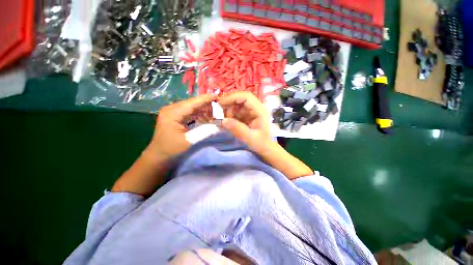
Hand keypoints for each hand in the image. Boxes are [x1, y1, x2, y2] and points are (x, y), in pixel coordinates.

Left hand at [146, 94, 216, 161]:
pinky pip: (189, 112)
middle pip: (192, 103)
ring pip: (191, 107)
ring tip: (215, 110)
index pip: (192, 103)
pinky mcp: (175, 116)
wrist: (158, 156)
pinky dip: (199, 113)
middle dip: (206, 103)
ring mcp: (172, 112)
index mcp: (172, 113)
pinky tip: (207, 115)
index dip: (205, 99)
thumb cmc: (171, 149)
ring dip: (203, 108)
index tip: (217, 95)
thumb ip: (204, 131)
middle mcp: (171, 109)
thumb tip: (218, 124)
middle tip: (219, 104)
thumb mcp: (189, 141)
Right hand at [219, 92, 311, 179]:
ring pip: (237, 104)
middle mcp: (255, 108)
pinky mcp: (247, 115)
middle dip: (229, 104)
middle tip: (219, 113)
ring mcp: (251, 111)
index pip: (246, 97)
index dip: (233, 97)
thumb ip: (237, 129)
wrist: (266, 148)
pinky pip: (237, 111)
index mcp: (259, 110)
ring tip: (224, 119)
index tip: (221, 103)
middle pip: (240, 99)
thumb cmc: (261, 143)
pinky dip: (230, 115)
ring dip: (228, 110)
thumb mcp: (249, 138)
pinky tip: (227, 121)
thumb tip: (223, 120)